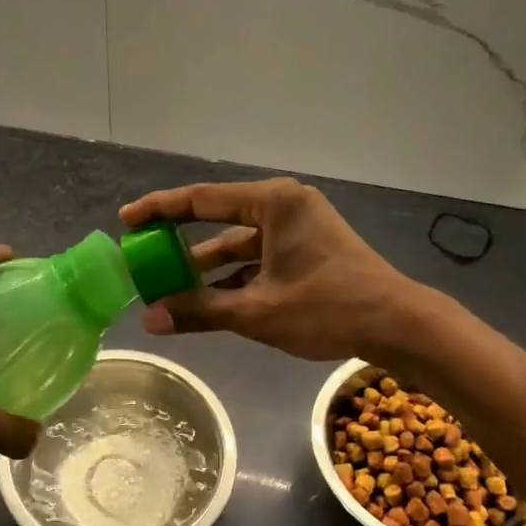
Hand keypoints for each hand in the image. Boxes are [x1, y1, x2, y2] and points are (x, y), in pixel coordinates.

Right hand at [118, 180, 417, 360]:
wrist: (398, 325)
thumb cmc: (327, 308)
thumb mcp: (257, 312)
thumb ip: (200, 311)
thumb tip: (150, 320)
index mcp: (273, 203)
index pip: (201, 200)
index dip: (160, 209)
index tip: (127, 218)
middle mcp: (284, 205)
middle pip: (218, 218)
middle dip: (180, 240)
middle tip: (144, 253)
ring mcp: (298, 226)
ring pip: (239, 242)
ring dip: (207, 265)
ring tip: (168, 286)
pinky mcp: (308, 248)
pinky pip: (258, 256)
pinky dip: (234, 276)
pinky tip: (208, 299)